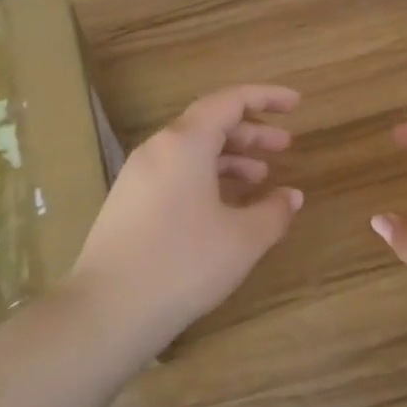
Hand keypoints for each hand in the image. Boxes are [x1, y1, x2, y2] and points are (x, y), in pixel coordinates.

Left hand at [66, 84, 303, 355]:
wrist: (109, 309)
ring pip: (191, 152)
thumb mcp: (243, 239)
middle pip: (209, 125)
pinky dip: (207, 179)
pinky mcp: (128, 203)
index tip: (297, 104)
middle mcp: (157, 150)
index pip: (230, 101)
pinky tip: (225, 207)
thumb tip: (291, 196)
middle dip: (251, 133)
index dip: (267, 97)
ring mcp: (137, 176)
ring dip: (230, 159)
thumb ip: (274, 211)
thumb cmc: (185, 264)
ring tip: (261, 180)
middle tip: (286, 146)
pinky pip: (175, 175)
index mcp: (184, 143)